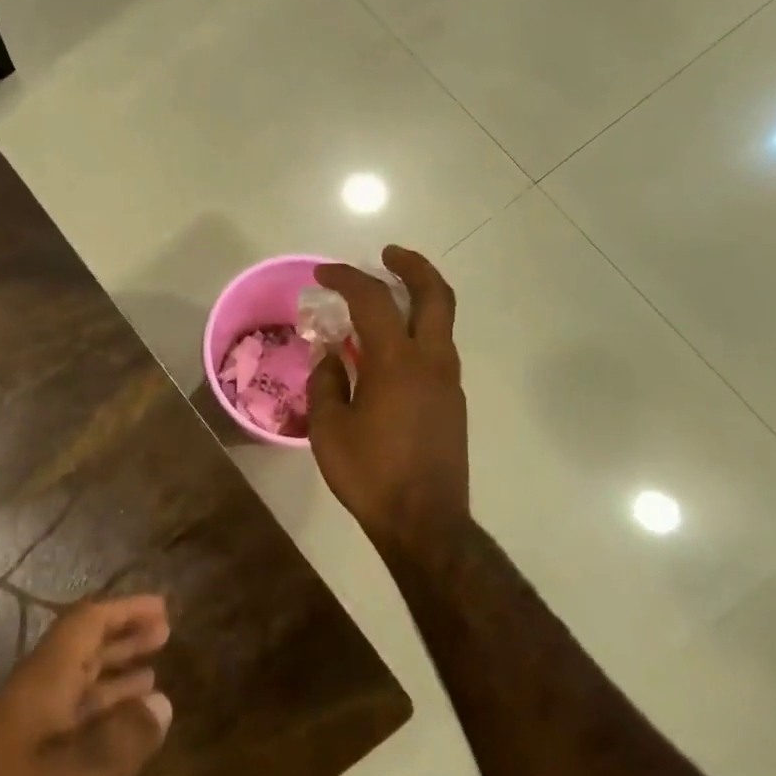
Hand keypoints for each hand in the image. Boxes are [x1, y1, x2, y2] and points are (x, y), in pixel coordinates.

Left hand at [0, 596, 172, 775]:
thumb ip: (127, 735)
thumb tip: (158, 699)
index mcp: (39, 686)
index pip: (83, 625)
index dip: (123, 611)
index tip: (163, 608)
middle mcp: (25, 704)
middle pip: (77, 654)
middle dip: (120, 641)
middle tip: (163, 634)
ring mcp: (13, 745)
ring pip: (71, 694)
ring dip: (111, 681)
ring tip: (152, 677)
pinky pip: (65, 732)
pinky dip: (97, 724)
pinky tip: (117, 742)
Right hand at [308, 246, 469, 560]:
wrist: (424, 521)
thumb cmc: (369, 473)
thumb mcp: (328, 428)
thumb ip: (326, 382)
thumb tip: (331, 356)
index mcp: (396, 362)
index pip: (373, 300)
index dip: (347, 277)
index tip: (322, 273)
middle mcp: (431, 361)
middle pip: (435, 295)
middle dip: (412, 266)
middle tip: (387, 254)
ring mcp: (448, 382)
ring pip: (441, 322)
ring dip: (416, 300)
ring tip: (381, 303)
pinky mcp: (453, 402)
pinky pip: (436, 350)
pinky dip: (416, 332)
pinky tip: (387, 353)